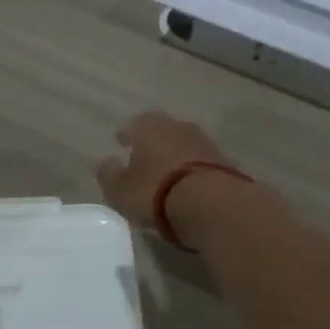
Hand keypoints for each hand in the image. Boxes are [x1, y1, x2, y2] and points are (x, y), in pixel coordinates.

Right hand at [94, 112, 235, 234]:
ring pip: (184, 146)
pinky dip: (193, 172)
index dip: (126, 134)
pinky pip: (201, 164)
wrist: (212, 204)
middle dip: (152, 143)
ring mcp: (206, 143)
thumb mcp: (120, 189)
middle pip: (162, 131)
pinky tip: (188, 186)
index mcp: (150, 126)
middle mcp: (179, 127)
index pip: (134, 124)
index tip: (120, 142)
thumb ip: (109, 174)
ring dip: (175, 157)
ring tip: (166, 174)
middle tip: (143, 158)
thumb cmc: (156, 191)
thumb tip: (103, 163)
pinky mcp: (226, 163)